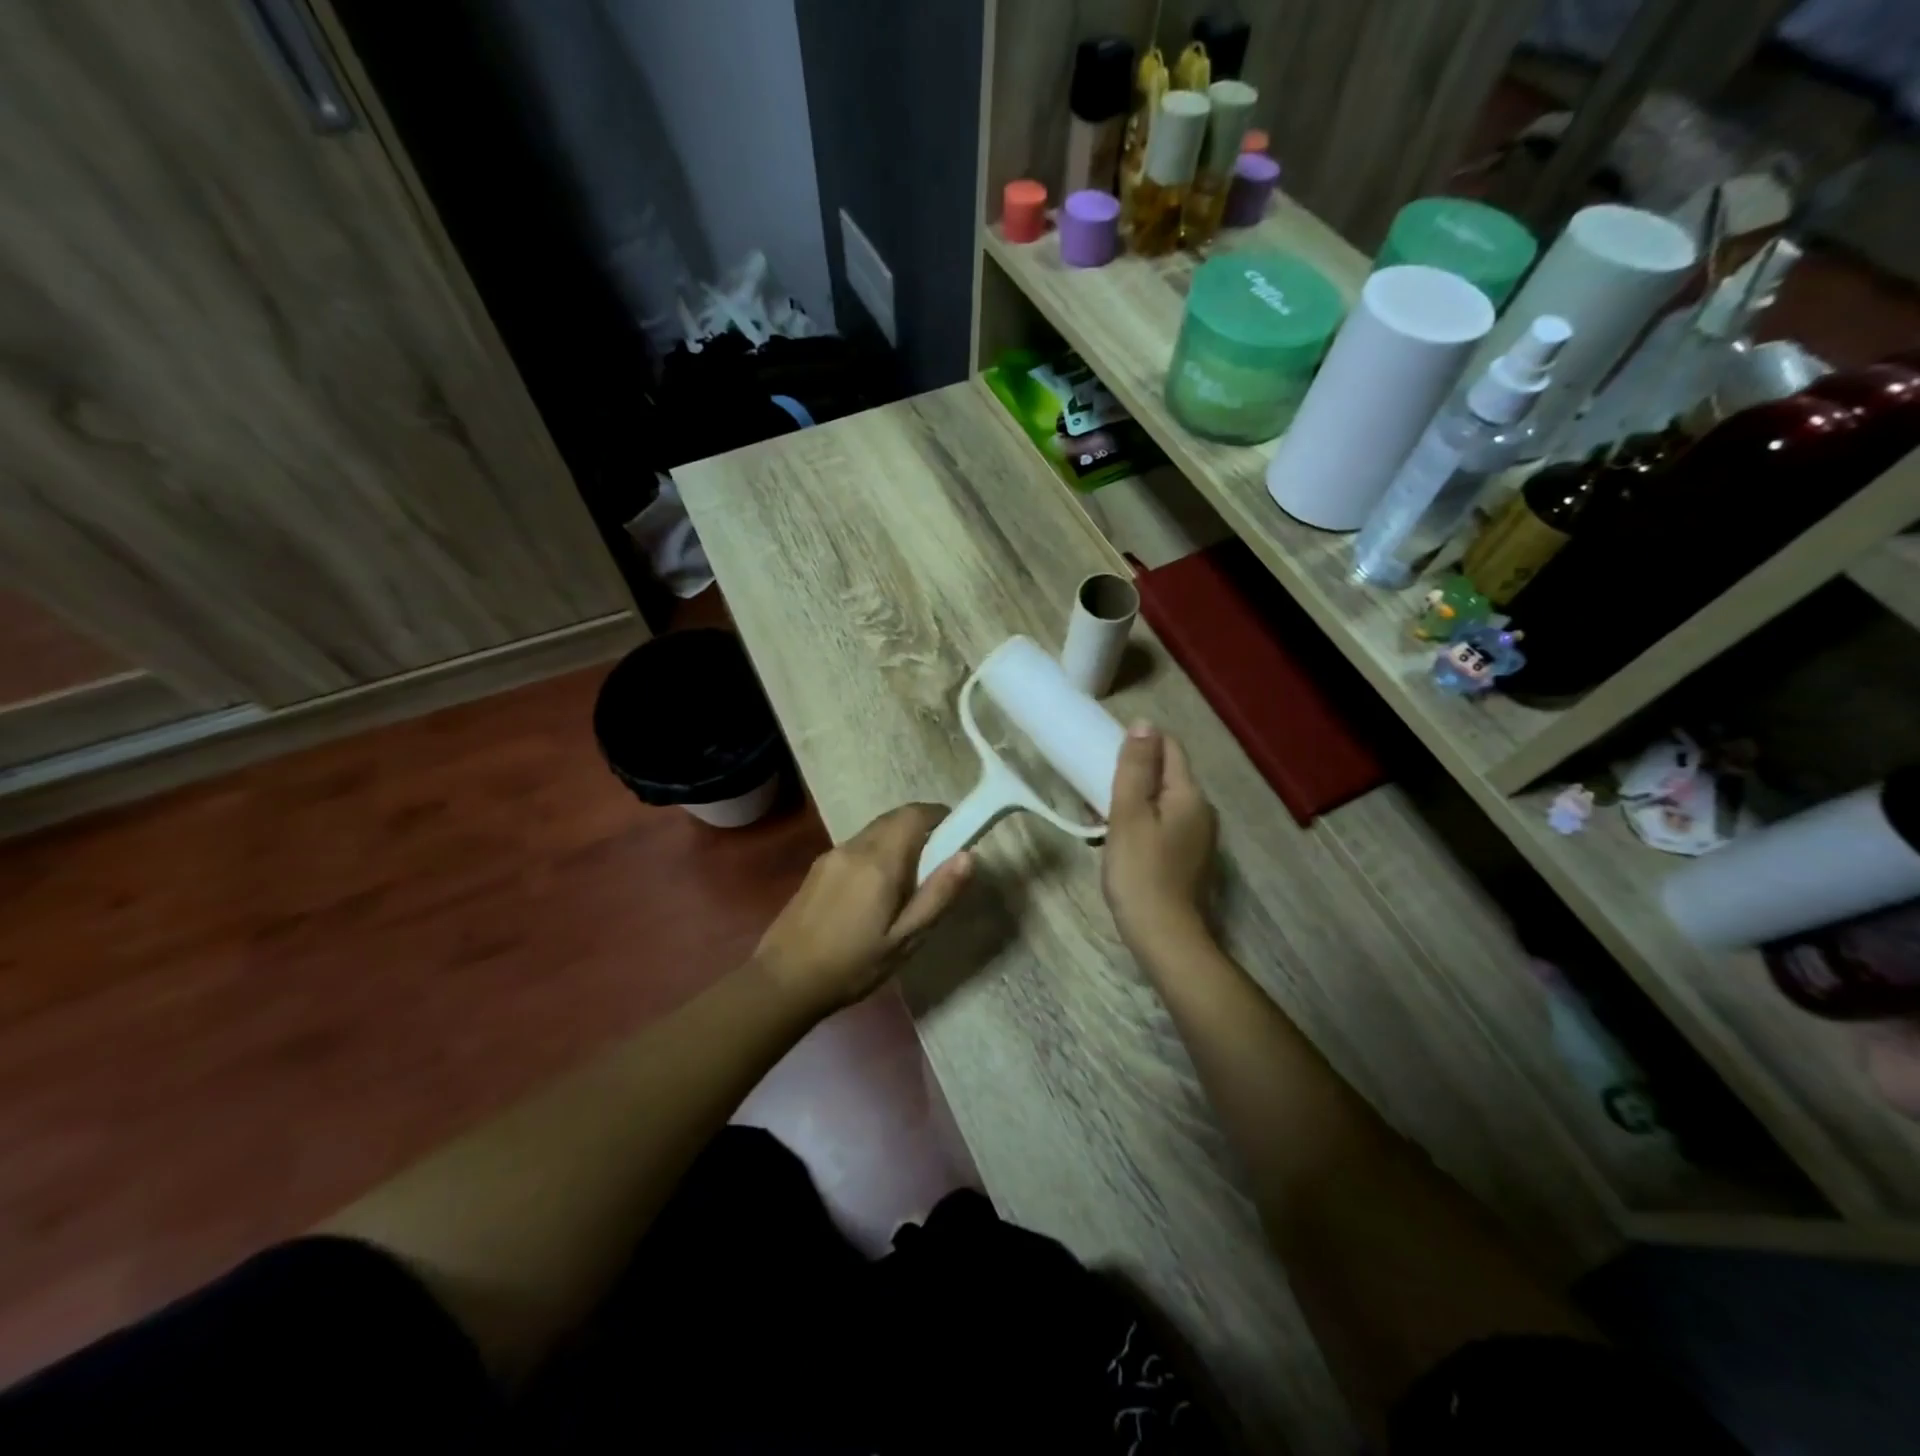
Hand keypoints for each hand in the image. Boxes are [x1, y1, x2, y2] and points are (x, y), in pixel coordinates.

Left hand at [753, 803, 971, 1014]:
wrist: (783, 981)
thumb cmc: (853, 965)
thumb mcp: (905, 939)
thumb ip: (938, 895)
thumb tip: (968, 856)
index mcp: (880, 861)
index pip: (914, 814)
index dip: (939, 815)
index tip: (957, 833)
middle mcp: (854, 847)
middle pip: (894, 819)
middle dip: (920, 828)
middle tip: (937, 862)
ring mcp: (831, 855)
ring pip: (873, 832)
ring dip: (897, 841)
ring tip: (908, 882)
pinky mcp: (817, 868)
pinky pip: (856, 847)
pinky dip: (876, 853)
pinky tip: (875, 892)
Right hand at [1103, 723, 1215, 957]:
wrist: (1163, 935)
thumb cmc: (1140, 871)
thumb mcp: (1129, 814)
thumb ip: (1136, 768)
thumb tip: (1144, 724)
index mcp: (1190, 794)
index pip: (1169, 748)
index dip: (1139, 744)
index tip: (1105, 754)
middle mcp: (1202, 810)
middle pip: (1166, 774)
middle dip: (1132, 774)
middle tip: (1095, 786)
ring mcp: (1198, 836)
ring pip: (1162, 801)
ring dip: (1133, 800)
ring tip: (1099, 813)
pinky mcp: (1188, 857)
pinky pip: (1163, 824)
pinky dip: (1141, 823)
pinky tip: (1117, 838)